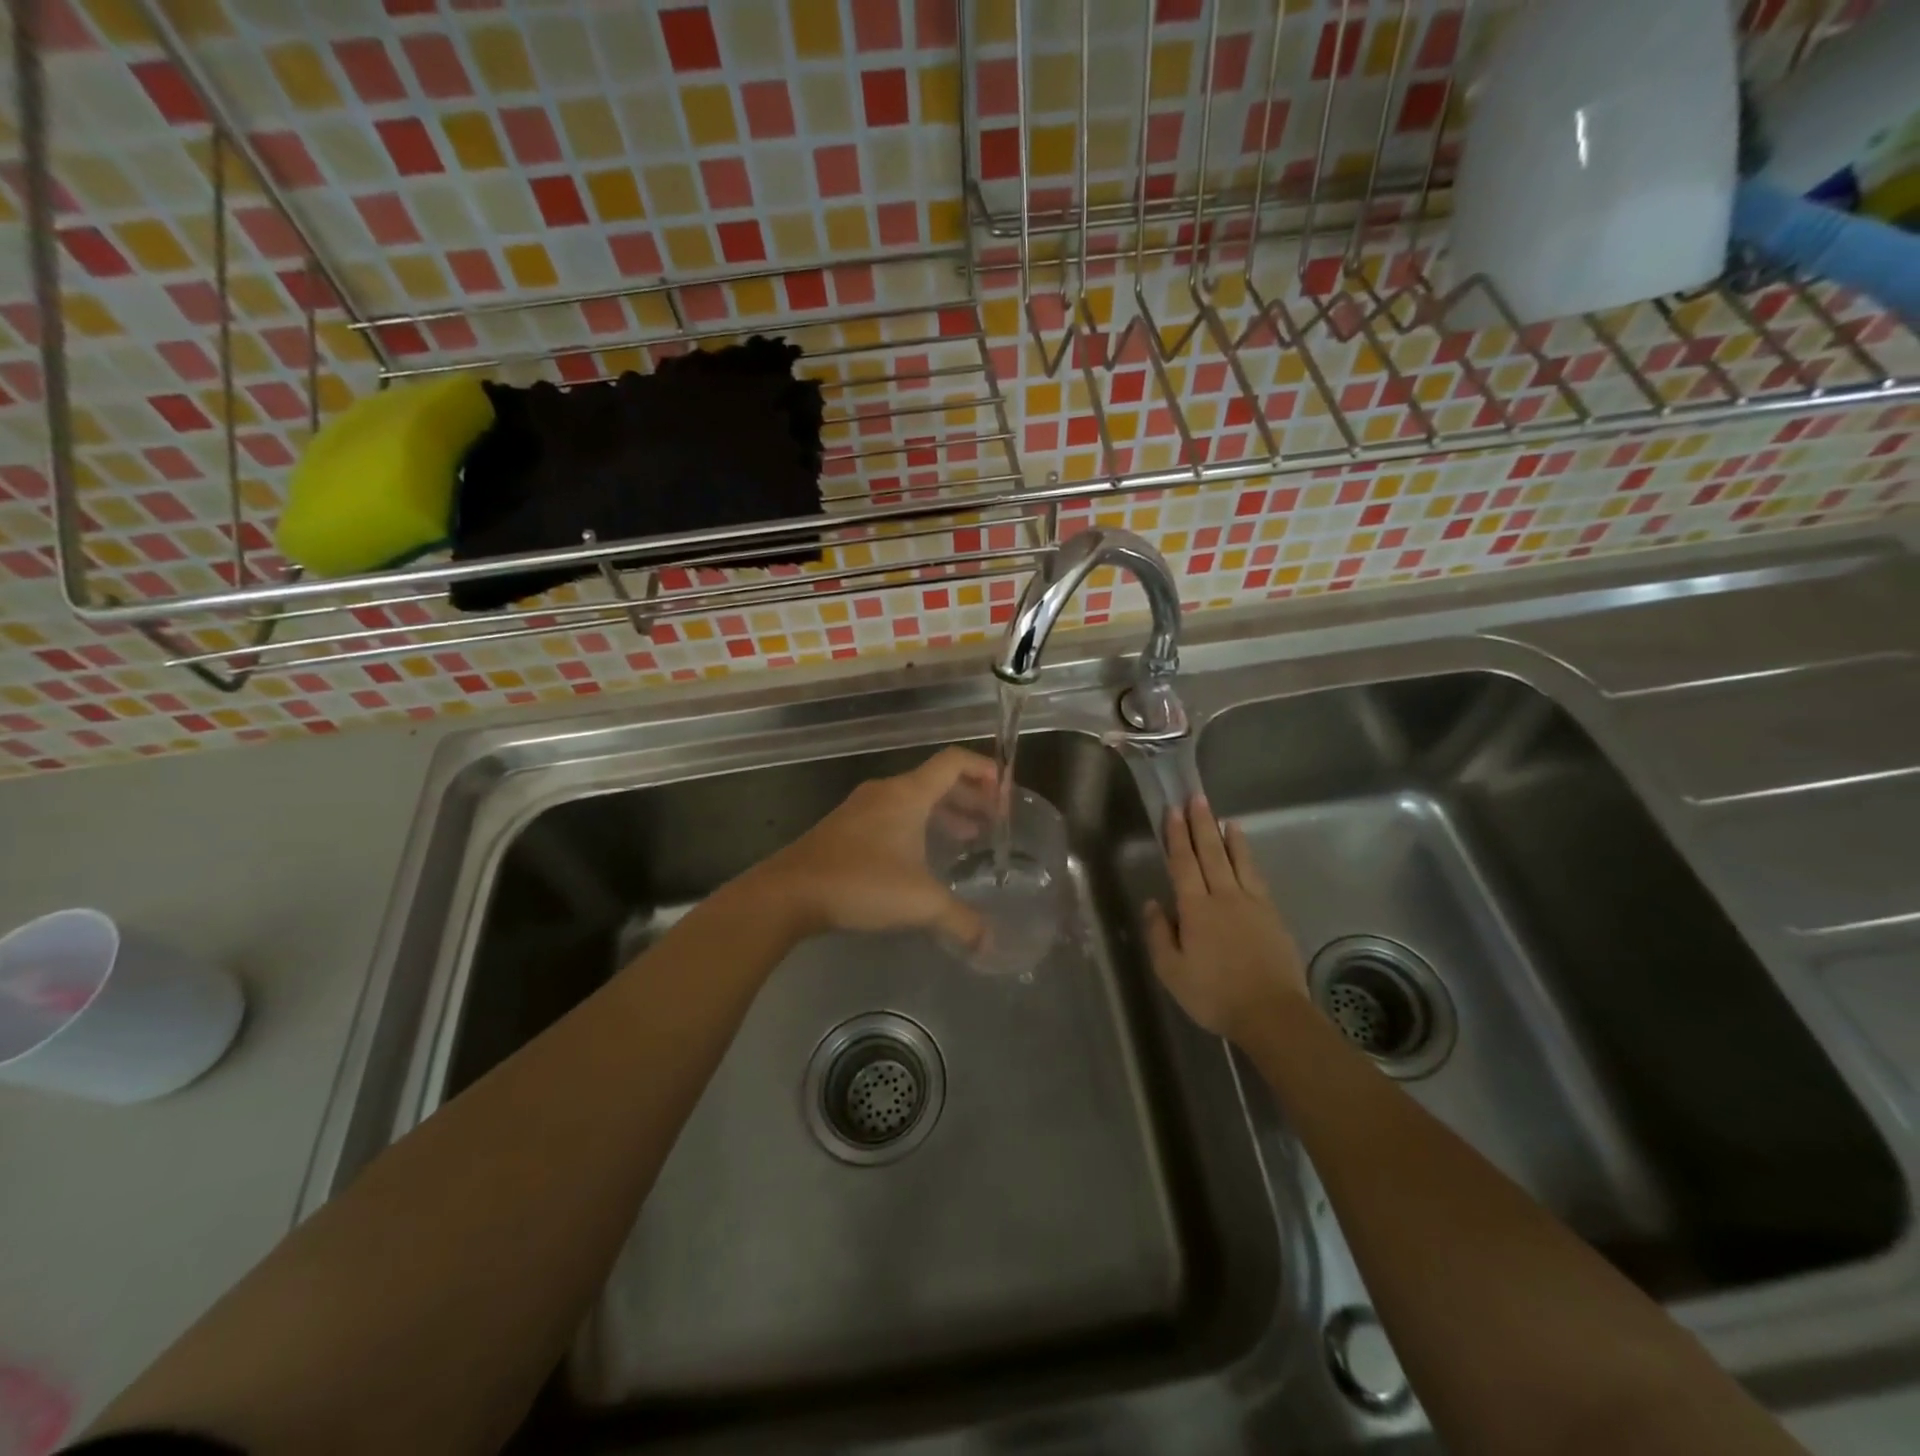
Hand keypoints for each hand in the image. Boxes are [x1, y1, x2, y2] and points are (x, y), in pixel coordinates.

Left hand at [751, 747, 995, 946]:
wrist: (788, 893)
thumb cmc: (860, 883)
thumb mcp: (920, 903)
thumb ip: (961, 921)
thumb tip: (990, 945)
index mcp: (908, 794)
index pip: (954, 761)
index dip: (985, 770)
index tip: (1006, 792)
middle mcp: (886, 792)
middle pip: (937, 780)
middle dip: (970, 796)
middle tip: (994, 821)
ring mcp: (862, 808)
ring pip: (914, 800)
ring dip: (944, 813)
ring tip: (969, 838)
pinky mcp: (846, 828)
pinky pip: (893, 815)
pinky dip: (918, 826)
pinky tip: (924, 858)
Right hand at [1143, 797, 1307, 1044]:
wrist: (1272, 1013)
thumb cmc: (1214, 994)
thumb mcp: (1171, 971)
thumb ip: (1159, 934)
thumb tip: (1153, 903)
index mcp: (1195, 909)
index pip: (1183, 863)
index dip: (1177, 836)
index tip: (1173, 810)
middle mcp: (1224, 897)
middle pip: (1210, 854)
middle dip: (1201, 824)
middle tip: (1196, 798)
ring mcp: (1252, 904)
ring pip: (1238, 861)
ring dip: (1228, 837)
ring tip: (1224, 818)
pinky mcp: (1272, 916)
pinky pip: (1257, 878)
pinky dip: (1249, 860)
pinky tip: (1247, 855)